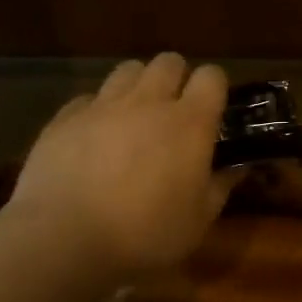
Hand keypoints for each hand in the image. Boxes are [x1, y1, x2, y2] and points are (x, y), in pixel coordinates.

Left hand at [10, 55, 239, 278]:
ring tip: (133, 117)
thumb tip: (238, 167)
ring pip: (127, 70)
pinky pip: (88, 98)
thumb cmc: (144, 234)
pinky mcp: (65, 117)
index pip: (212, 76)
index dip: (214, 88)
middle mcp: (148, 102)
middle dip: (176, 78)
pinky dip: (97, 110)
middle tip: (173, 111)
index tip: (212, 110)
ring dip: (137, 86)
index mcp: (189, 123)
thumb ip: (221, 187)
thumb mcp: (197, 221)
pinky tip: (93, 138)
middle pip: (168, 62)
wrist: (64, 239)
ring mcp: (103, 105)